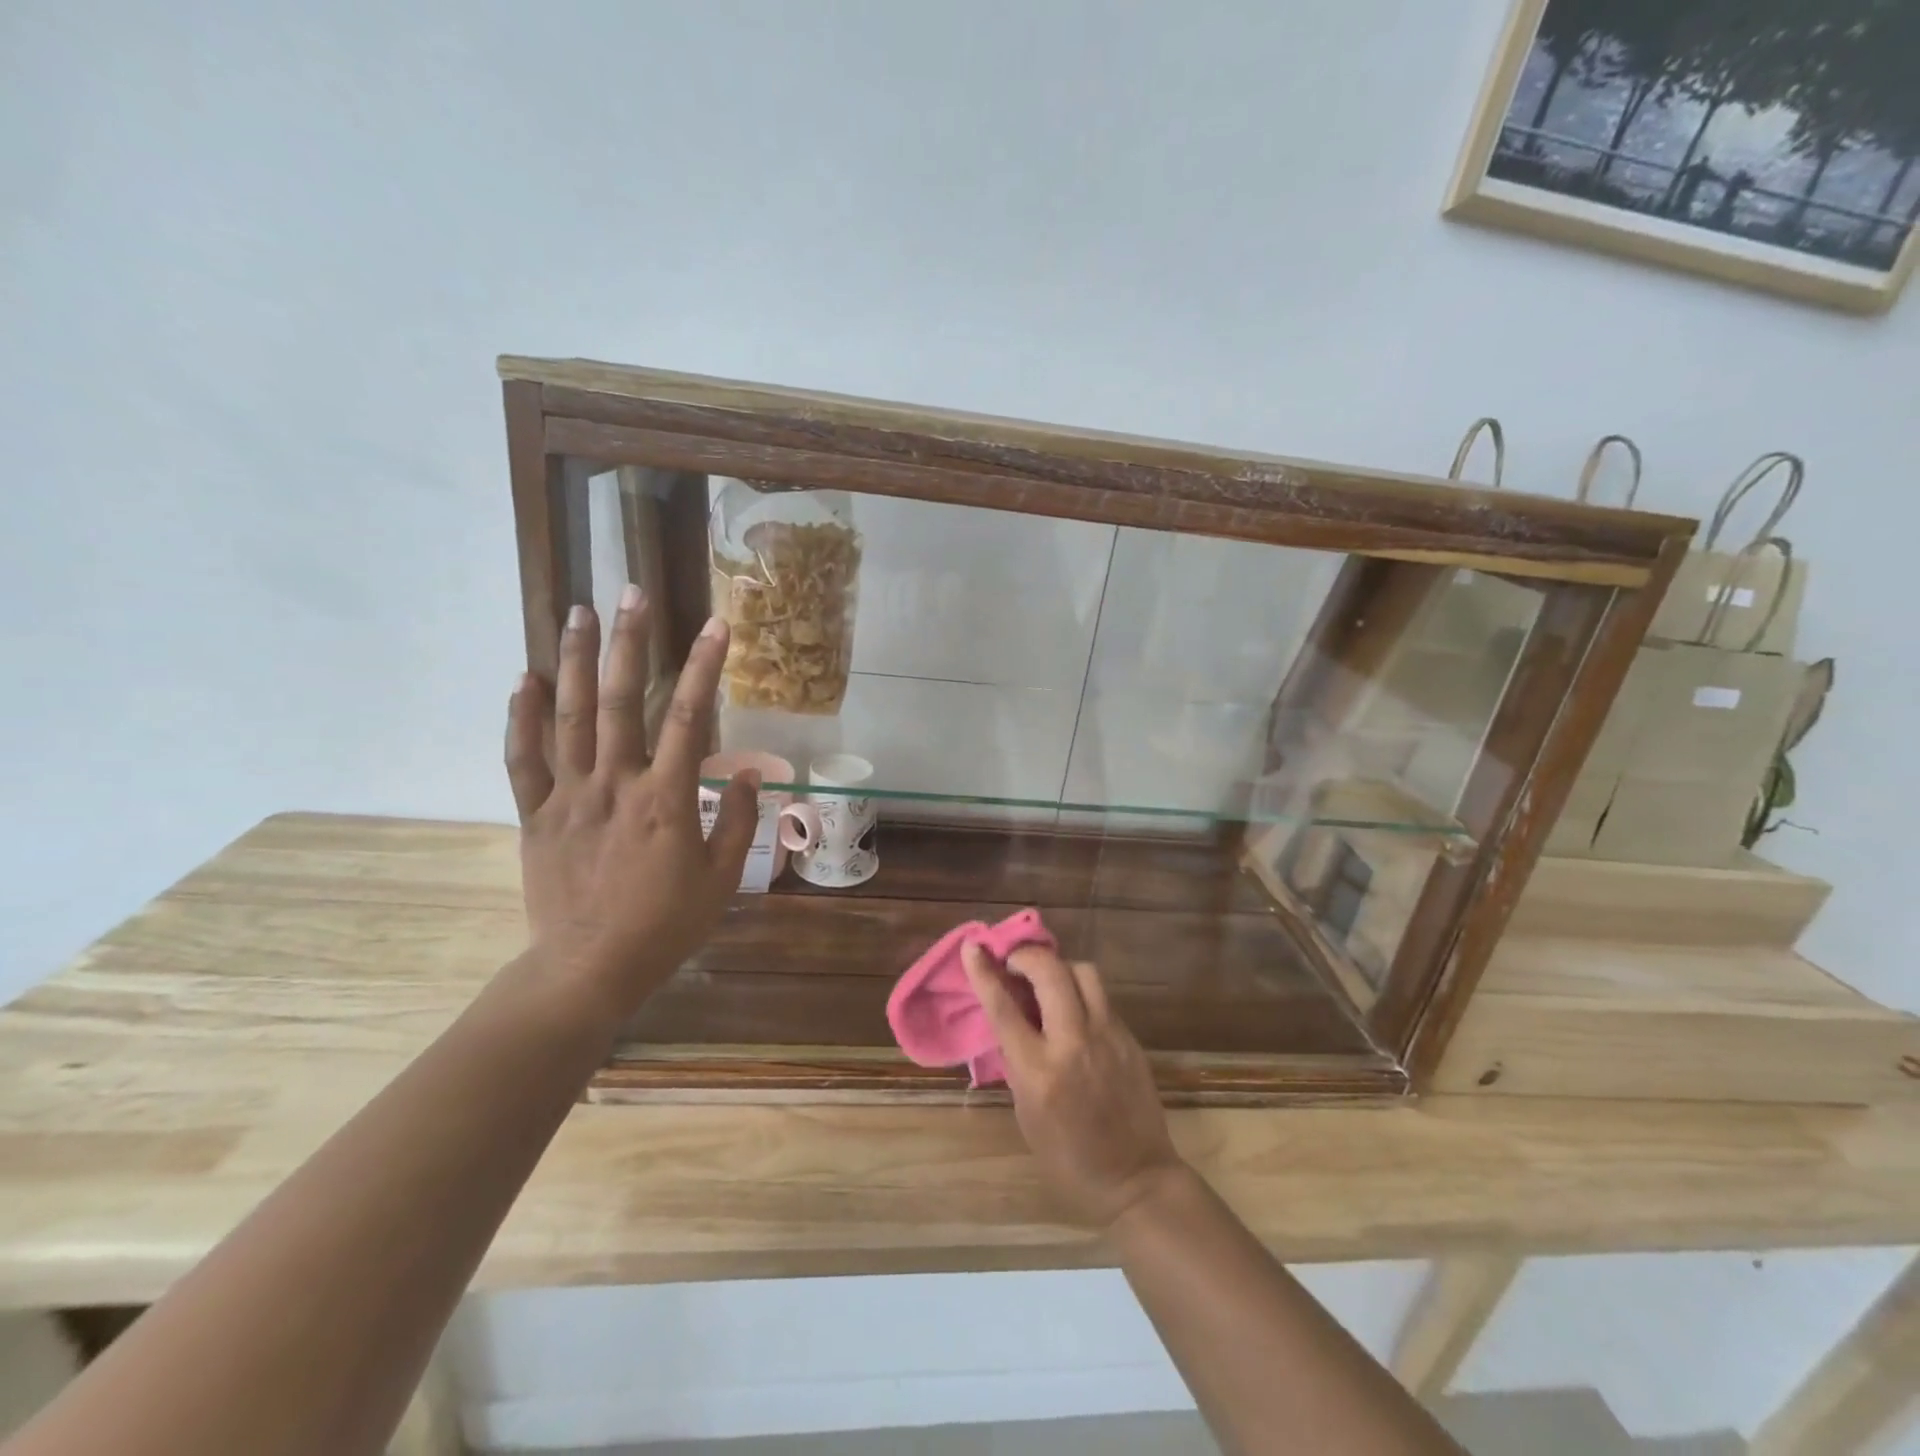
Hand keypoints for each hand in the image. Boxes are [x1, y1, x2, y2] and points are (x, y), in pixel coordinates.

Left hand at [504, 587, 759, 1014]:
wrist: (589, 968)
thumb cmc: (666, 925)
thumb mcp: (721, 879)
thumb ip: (738, 822)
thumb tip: (751, 776)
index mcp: (666, 799)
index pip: (691, 719)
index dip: (705, 668)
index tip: (717, 626)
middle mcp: (615, 784)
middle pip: (622, 701)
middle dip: (629, 642)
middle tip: (631, 594)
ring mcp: (569, 796)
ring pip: (569, 716)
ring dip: (576, 661)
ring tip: (580, 613)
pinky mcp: (535, 815)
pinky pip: (522, 759)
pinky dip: (521, 717)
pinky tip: (526, 678)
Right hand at [963, 943, 1185, 1230]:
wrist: (1136, 1179)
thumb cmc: (1068, 1157)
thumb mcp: (1026, 1112)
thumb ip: (1016, 1059)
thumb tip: (1009, 1016)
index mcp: (1039, 1071)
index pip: (1004, 1007)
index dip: (984, 972)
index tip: (973, 946)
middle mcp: (1074, 1043)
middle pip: (1049, 972)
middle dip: (1026, 956)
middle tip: (1013, 962)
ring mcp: (1107, 1036)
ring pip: (1083, 971)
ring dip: (1059, 967)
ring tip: (1046, 982)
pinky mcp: (1129, 1037)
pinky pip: (1101, 996)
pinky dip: (1080, 990)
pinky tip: (1072, 1008)